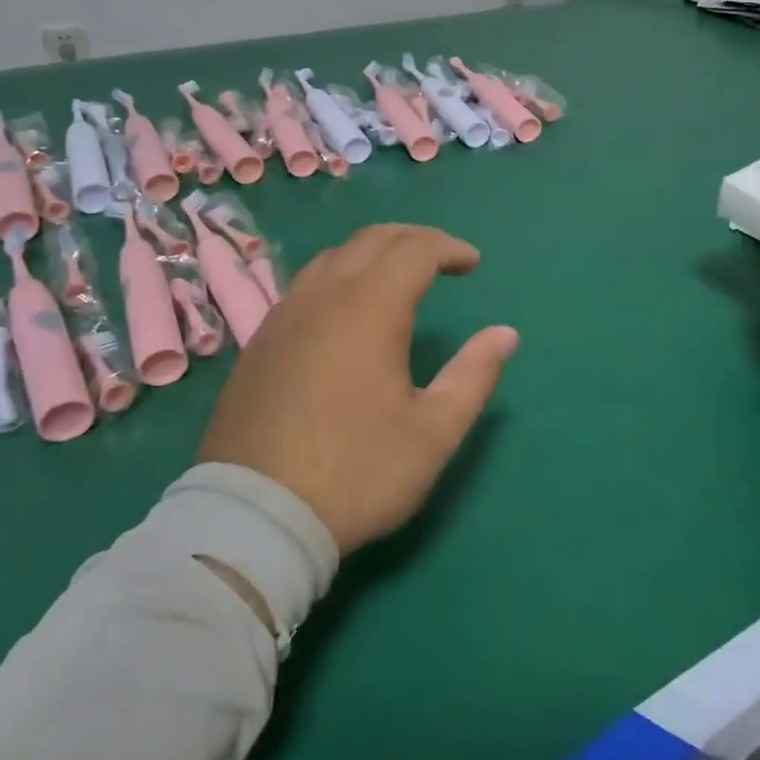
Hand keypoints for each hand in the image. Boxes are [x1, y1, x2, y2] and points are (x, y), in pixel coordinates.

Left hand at [198, 224, 518, 554]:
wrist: (254, 519)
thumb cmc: (357, 472)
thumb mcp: (433, 433)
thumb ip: (474, 375)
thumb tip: (506, 334)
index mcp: (369, 308)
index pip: (415, 249)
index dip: (449, 248)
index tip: (473, 264)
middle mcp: (322, 297)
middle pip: (371, 240)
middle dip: (413, 240)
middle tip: (441, 259)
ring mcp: (283, 317)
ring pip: (332, 258)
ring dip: (372, 254)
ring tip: (398, 277)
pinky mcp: (259, 342)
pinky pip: (305, 286)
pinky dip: (339, 278)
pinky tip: (347, 311)